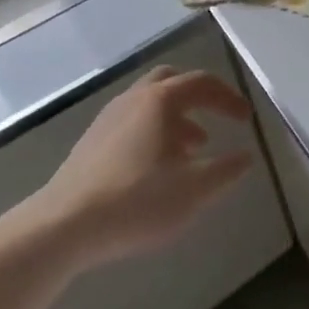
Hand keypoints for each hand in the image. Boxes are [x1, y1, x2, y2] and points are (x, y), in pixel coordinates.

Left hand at [19, 65, 254, 271]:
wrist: (61, 227)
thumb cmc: (135, 201)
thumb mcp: (194, 190)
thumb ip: (226, 170)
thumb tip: (246, 156)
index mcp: (161, 100)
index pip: (203, 83)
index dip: (229, 98)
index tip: (247, 120)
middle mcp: (134, 98)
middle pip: (172, 80)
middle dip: (199, 97)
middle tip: (216, 119)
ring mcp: (108, 118)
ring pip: (150, 103)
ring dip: (176, 117)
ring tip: (192, 149)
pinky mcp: (90, 142)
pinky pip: (132, 122)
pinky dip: (153, 131)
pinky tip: (156, 167)